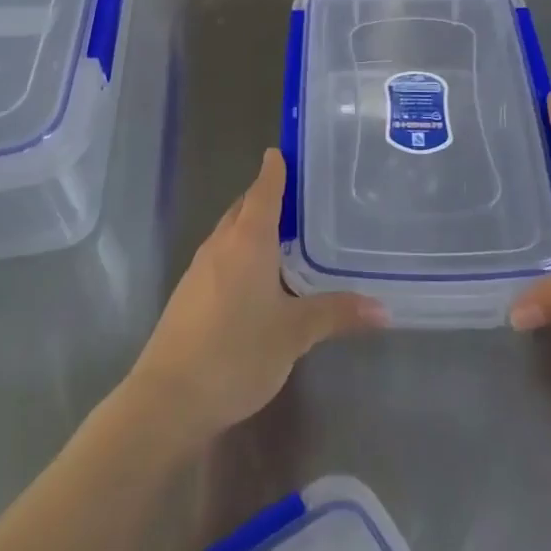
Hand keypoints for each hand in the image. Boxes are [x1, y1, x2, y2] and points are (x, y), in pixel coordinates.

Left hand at [123, 150, 387, 450]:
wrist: (168, 397)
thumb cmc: (237, 352)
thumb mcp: (294, 333)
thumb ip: (336, 314)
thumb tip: (382, 309)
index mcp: (248, 240)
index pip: (263, 191)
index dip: (274, 170)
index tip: (282, 152)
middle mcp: (221, 244)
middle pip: (243, 208)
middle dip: (264, 197)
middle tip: (296, 196)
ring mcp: (199, 269)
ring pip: (229, 234)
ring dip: (251, 227)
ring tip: (282, 235)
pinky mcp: (188, 294)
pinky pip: (219, 257)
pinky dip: (239, 253)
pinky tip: (255, 278)